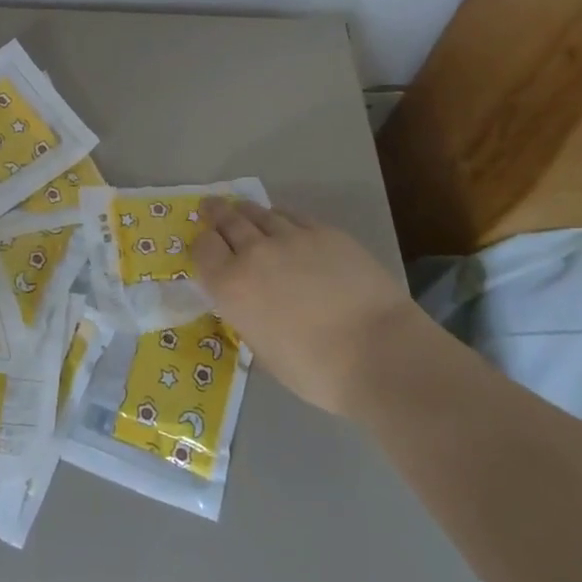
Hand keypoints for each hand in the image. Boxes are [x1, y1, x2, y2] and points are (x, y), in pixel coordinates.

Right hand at [191, 199, 428, 418]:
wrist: (381, 353)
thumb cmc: (318, 371)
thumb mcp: (266, 354)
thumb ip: (249, 321)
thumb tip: (251, 310)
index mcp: (231, 287)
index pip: (202, 249)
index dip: (201, 245)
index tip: (205, 247)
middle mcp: (253, 253)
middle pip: (226, 220)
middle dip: (214, 213)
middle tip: (210, 209)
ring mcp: (290, 237)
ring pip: (258, 212)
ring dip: (245, 211)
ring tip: (242, 210)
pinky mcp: (324, 232)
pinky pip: (291, 215)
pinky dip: (279, 217)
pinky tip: (281, 221)